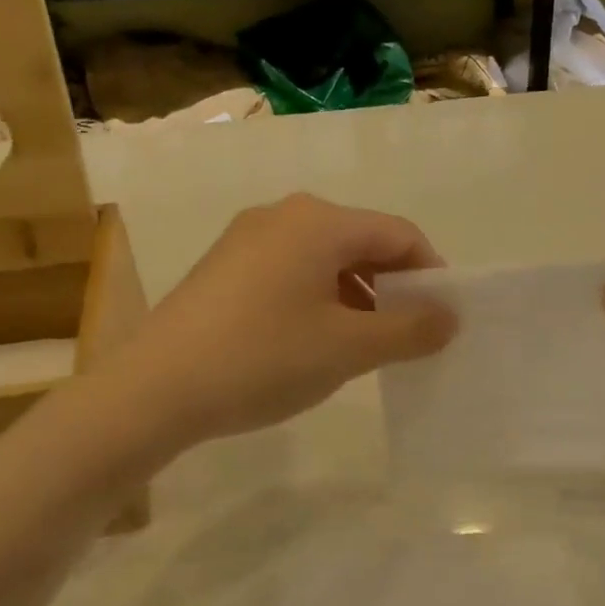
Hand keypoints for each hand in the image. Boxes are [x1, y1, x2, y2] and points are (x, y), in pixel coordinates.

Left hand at [126, 193, 455, 445]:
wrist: (154, 390)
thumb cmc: (263, 358)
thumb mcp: (348, 348)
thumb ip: (410, 329)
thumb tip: (450, 317)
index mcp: (320, 221)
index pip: (400, 234)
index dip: (431, 274)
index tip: (444, 319)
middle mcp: (284, 215)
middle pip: (363, 242)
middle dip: (394, 287)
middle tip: (410, 336)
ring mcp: (248, 238)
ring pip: (326, 259)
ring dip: (358, 296)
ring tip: (365, 345)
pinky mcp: (225, 267)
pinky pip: (292, 271)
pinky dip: (320, 299)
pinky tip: (315, 341)